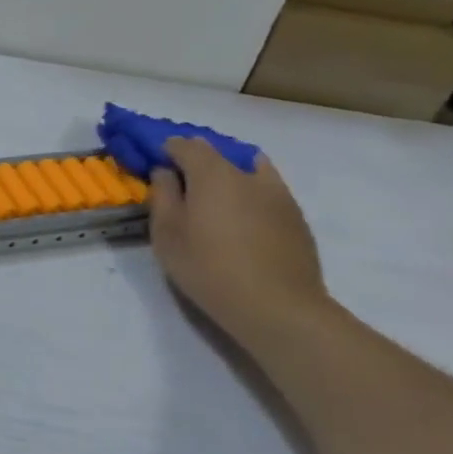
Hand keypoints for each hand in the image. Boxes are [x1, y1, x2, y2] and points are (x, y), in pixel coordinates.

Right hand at [147, 137, 337, 349]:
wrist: (279, 308)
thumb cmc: (210, 268)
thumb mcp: (167, 234)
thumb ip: (163, 196)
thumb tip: (165, 172)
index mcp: (212, 174)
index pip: (185, 145)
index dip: (166, 150)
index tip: (156, 167)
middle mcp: (247, 174)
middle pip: (218, 152)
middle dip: (196, 160)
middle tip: (182, 186)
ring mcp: (278, 194)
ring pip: (249, 168)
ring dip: (229, 174)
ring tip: (217, 199)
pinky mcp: (296, 216)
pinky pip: (268, 190)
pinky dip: (251, 193)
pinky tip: (244, 220)